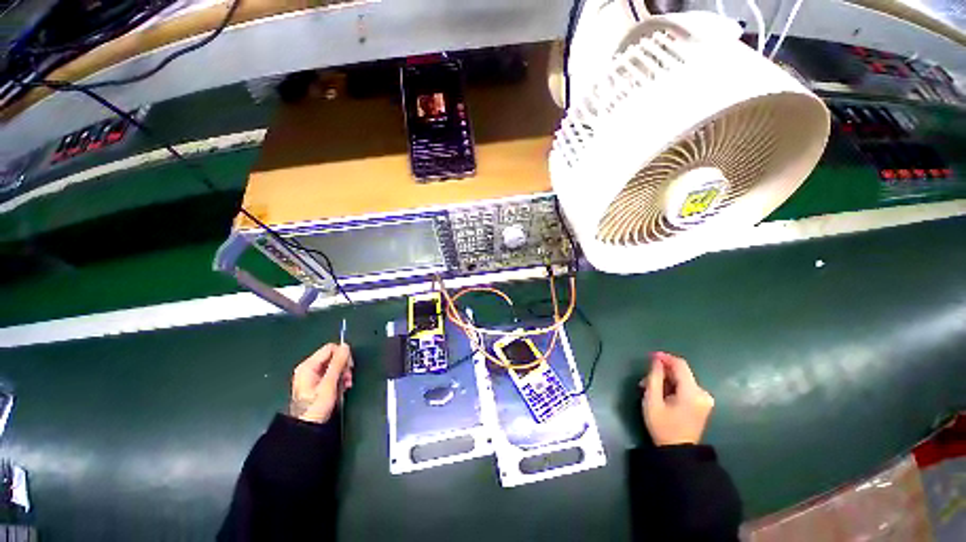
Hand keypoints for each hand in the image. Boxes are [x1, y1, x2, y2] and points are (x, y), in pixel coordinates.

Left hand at [289, 343, 353, 423]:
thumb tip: (345, 346)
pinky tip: (342, 387)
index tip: (349, 367)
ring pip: (334, 366)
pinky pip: (332, 374)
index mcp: (308, 366)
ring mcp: (312, 376)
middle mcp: (309, 368)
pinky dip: (339, 379)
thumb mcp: (329, 383)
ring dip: (343, 373)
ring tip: (347, 384)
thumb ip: (338, 363)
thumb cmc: (316, 406)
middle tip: (348, 378)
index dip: (342, 355)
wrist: (307, 428)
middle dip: (344, 365)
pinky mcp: (317, 384)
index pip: (330, 348)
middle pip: (333, 356)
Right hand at [640, 352, 714, 445]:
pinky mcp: (703, 404)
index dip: (665, 357)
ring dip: (666, 380)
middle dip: (662, 372)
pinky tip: (661, 394)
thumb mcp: (652, 401)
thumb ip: (654, 378)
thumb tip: (656, 361)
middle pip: (681, 372)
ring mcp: (705, 399)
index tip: (650, 356)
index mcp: (692, 392)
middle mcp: (703, 393)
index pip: (680, 365)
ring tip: (649, 389)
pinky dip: (673, 386)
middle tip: (644, 380)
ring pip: (682, 379)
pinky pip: (686, 387)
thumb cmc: (663, 427)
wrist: (678, 452)